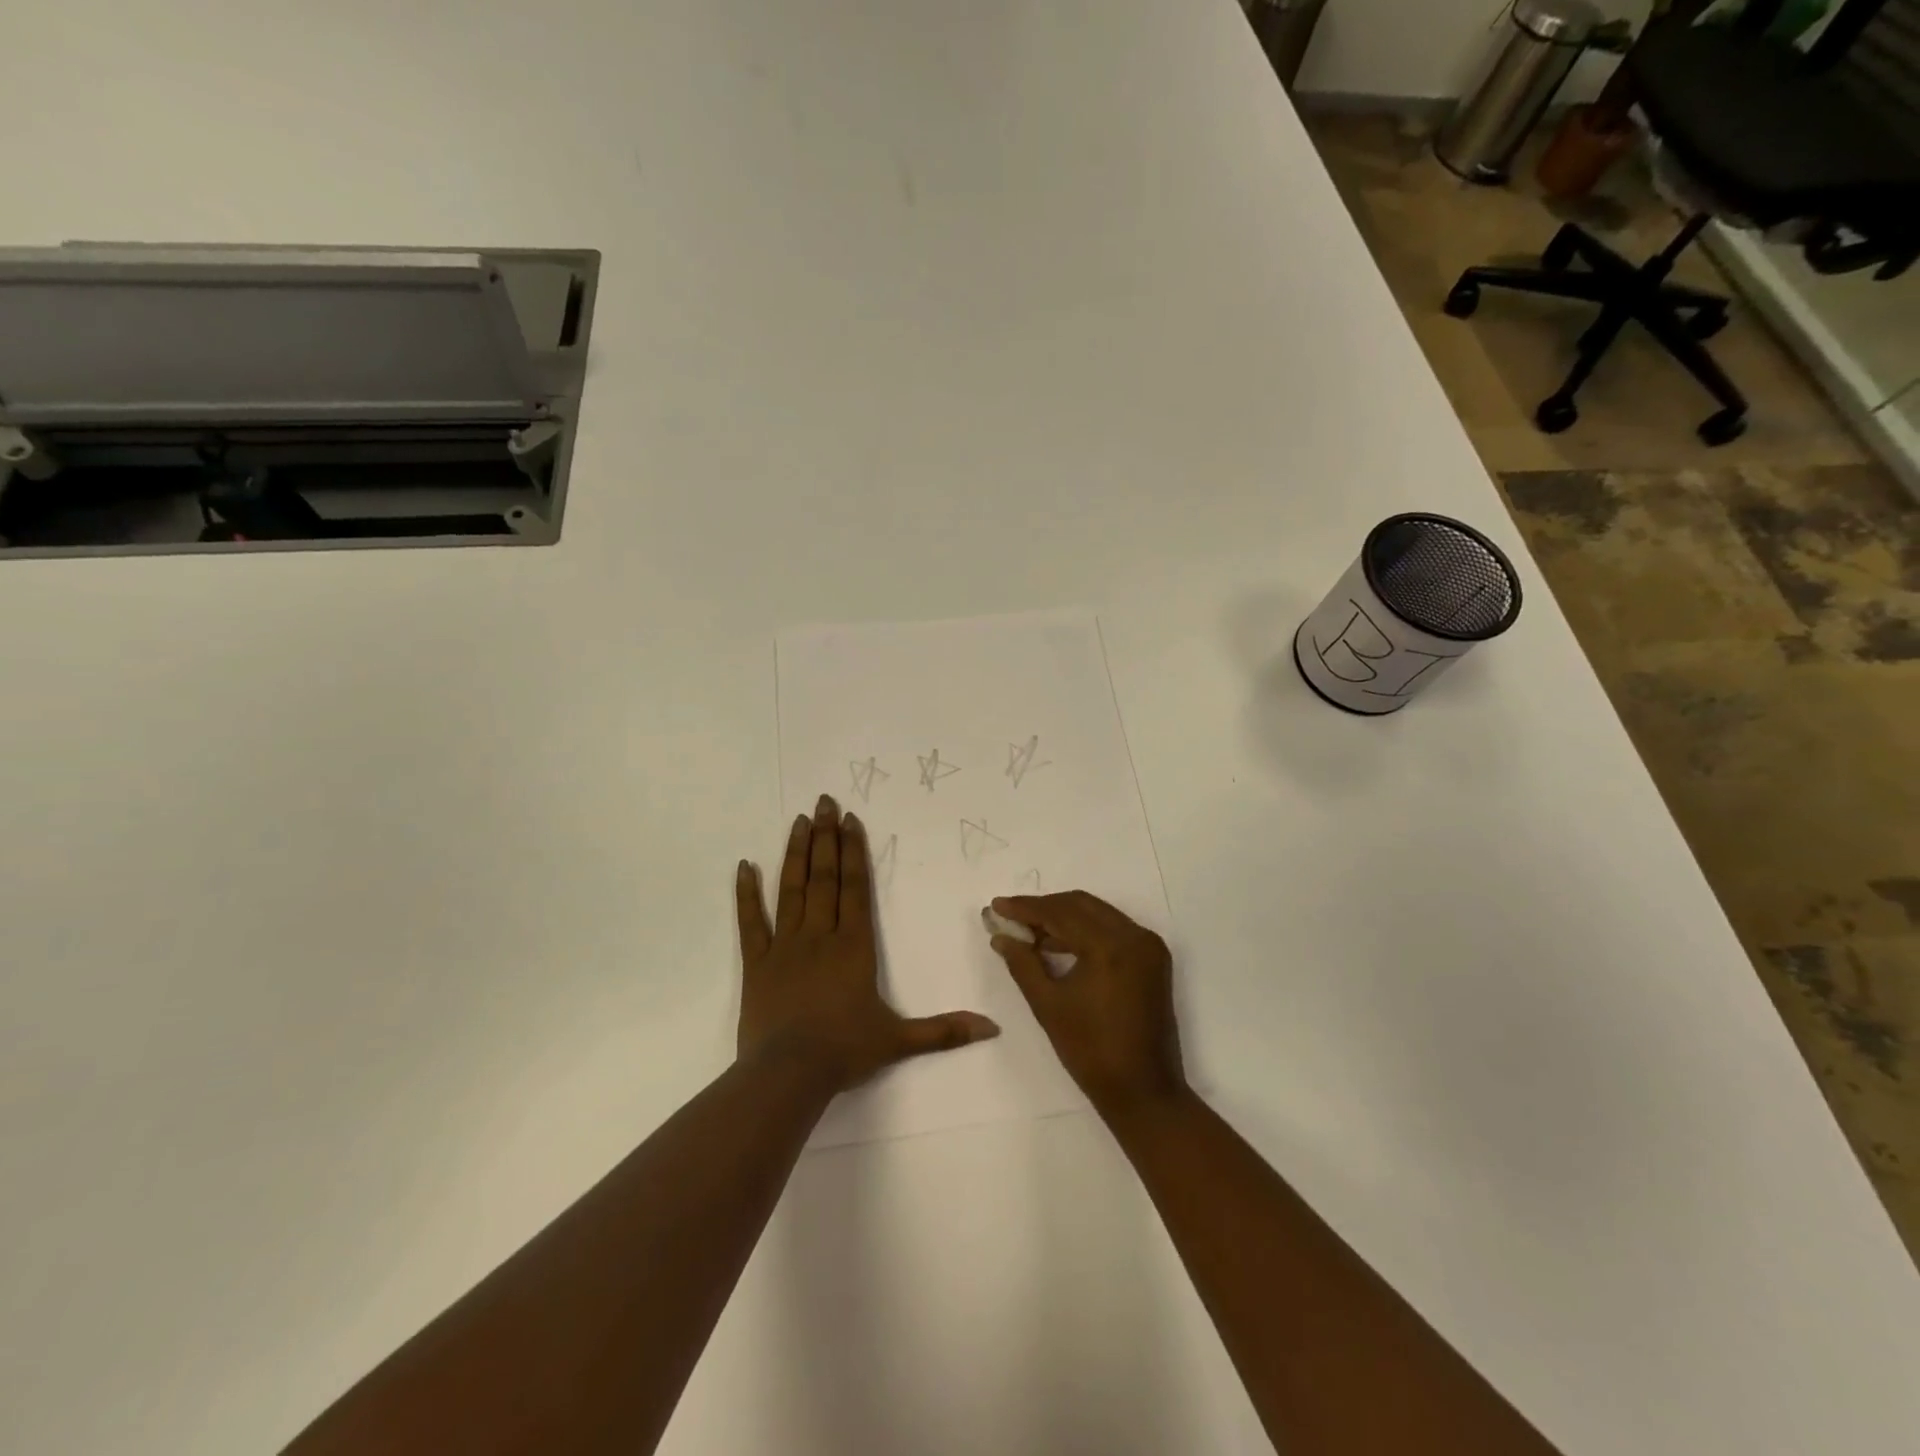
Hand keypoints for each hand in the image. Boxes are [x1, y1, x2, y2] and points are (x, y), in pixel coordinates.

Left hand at [737, 794, 999, 1091]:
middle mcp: (820, 935)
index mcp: (853, 946)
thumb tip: (993, 1028)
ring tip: (799, 821)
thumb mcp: (900, 1040)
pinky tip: (743, 866)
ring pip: (792, 889)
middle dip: (826, 838)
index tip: (850, 820)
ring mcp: (785, 946)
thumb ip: (945, 1031)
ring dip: (796, 853)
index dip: (854, 851)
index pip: (855, 888)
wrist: (788, 1074)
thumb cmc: (845, 1051)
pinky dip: (746, 894)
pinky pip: (751, 922)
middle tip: (824, 801)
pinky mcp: (757, 963)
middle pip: (824, 877)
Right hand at [988, 891, 1185, 1118]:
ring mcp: (1148, 946)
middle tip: (1011, 916)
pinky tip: (1057, 944)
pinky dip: (1085, 930)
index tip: (997, 905)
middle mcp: (1135, 936)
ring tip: (1029, 931)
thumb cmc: (1091, 1052)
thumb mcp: (1048, 1005)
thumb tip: (1000, 935)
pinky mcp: (1153, 958)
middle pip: (1081, 905)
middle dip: (1044, 908)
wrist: (1144, 1091)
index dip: (1026, 908)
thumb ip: (1022, 963)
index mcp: (1110, 947)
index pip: (1061, 913)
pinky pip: (1113, 929)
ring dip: (1063, 917)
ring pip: (1098, 913)